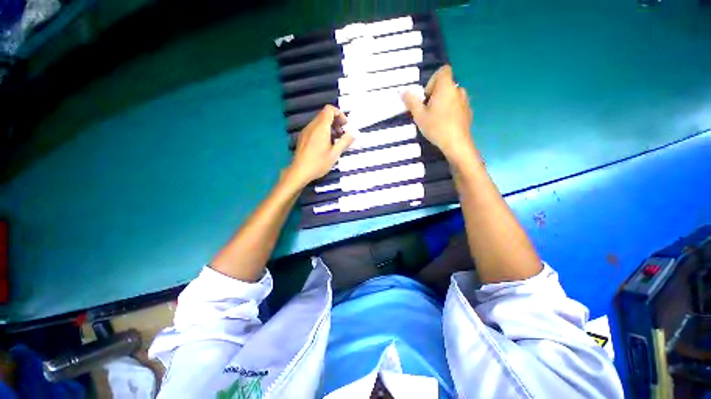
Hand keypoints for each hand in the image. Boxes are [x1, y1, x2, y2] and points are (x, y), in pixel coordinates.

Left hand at [285, 105, 353, 187]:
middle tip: (342, 135)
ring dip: (330, 127)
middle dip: (336, 122)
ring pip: (319, 122)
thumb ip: (345, 141)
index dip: (339, 114)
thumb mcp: (335, 153)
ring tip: (335, 141)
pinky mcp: (303, 137)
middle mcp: (312, 126)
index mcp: (321, 127)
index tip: (345, 126)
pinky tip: (326, 145)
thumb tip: (355, 133)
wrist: (299, 172)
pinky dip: (322, 131)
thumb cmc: (319, 163)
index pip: (329, 109)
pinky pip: (314, 128)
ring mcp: (306, 131)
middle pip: (325, 115)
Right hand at [402, 65, 474, 161]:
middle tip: (428, 111)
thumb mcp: (419, 115)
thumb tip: (402, 90)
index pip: (443, 70)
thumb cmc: (436, 127)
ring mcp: (465, 101)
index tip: (427, 96)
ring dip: (443, 103)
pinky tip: (445, 124)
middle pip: (446, 85)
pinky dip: (450, 110)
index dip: (433, 80)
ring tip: (436, 119)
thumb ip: (411, 101)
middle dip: (436, 95)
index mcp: (446, 87)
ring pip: (452, 96)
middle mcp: (458, 89)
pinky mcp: (468, 112)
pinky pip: (457, 105)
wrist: (456, 143)